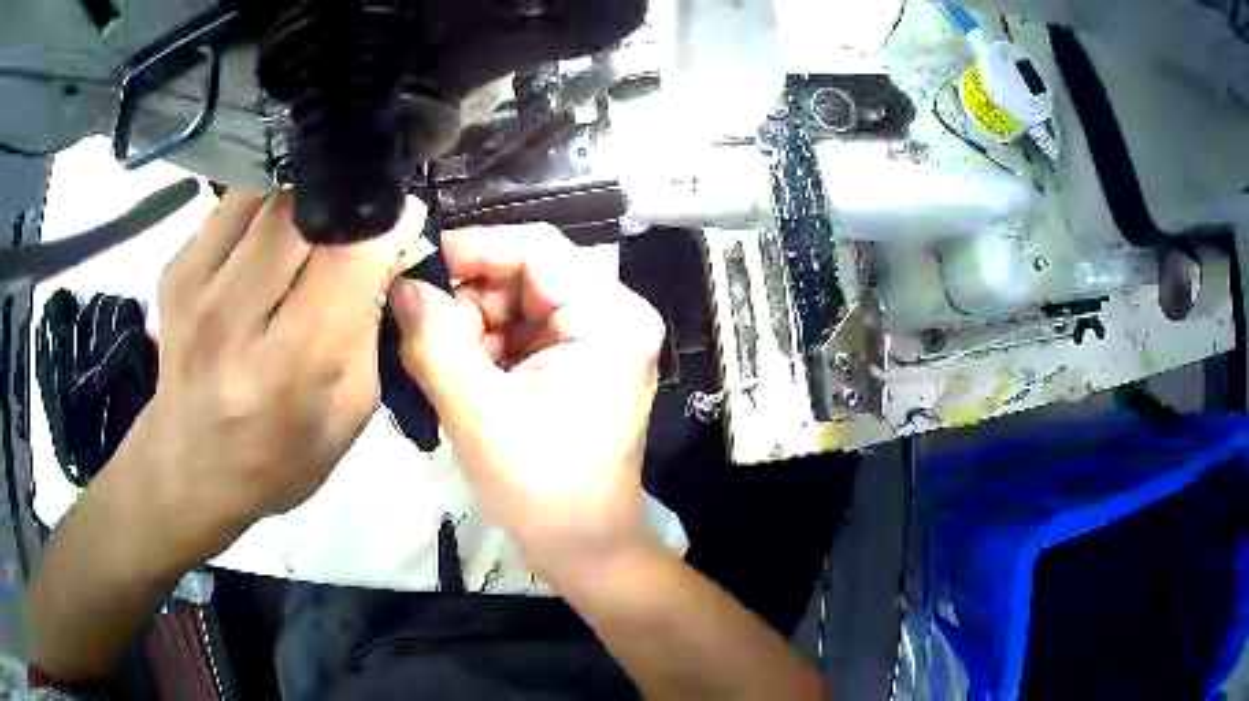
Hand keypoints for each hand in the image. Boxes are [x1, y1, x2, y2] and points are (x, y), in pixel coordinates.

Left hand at [130, 190, 420, 558]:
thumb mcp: (347, 413)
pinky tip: (269, 238)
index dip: (385, 226)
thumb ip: (371, 328)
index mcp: (286, 370)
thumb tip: (393, 245)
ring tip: (313, 227)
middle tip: (358, 223)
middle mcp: (230, 319)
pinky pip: (233, 204)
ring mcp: (193, 287)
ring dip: (302, 199)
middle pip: (301, 210)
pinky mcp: (175, 267)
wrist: (191, 468)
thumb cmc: (279, 457)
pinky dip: (264, 206)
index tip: (404, 222)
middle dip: (344, 206)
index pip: (347, 258)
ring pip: (266, 193)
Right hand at [390, 224, 664, 574]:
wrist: (582, 550)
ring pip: (514, 304)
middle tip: (425, 340)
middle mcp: (611, 316)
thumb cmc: (542, 489)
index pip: (536, 248)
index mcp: (610, 316)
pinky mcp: (575, 365)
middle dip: (468, 303)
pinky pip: (518, 334)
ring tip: (446, 373)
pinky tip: (464, 381)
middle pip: (524, 275)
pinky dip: (483, 350)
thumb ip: (435, 340)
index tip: (414, 270)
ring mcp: (594, 341)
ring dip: (471, 330)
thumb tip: (402, 282)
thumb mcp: (478, 412)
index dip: (472, 249)